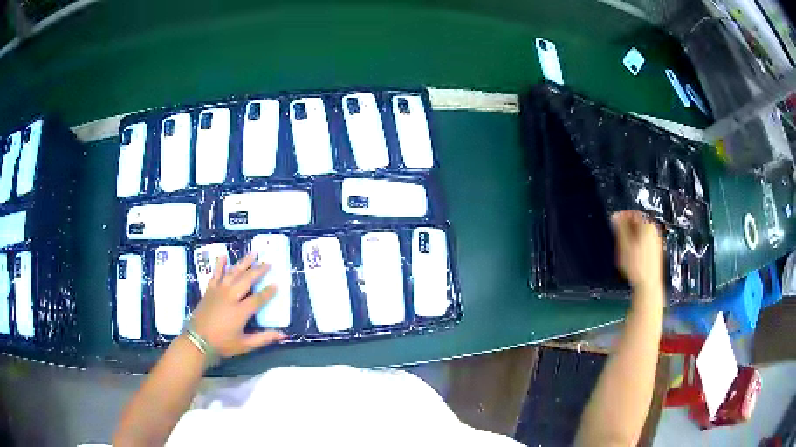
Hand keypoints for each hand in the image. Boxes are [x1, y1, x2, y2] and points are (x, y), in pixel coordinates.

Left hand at [190, 253, 284, 357]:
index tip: (277, 284)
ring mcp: (219, 291)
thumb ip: (264, 338)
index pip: (258, 298)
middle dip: (258, 271)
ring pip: (233, 273)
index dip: (268, 292)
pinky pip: (215, 274)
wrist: (197, 340)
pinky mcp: (209, 290)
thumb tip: (283, 335)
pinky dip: (219, 265)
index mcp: (240, 311)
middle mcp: (231, 297)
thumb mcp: (245, 345)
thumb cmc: (222, 344)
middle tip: (268, 263)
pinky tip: (223, 256)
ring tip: (253, 253)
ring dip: (243, 262)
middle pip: (246, 280)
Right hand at [611, 210, 663, 295]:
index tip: (613, 220)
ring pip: (641, 233)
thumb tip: (616, 216)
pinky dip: (636, 244)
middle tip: (616, 233)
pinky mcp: (655, 252)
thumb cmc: (636, 265)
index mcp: (648, 225)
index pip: (633, 213)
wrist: (648, 285)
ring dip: (631, 236)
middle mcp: (654, 231)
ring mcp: (656, 242)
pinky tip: (631, 255)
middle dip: (626, 226)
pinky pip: (644, 242)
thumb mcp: (624, 244)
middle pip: (638, 222)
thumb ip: (620, 227)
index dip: (622, 215)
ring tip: (622, 245)